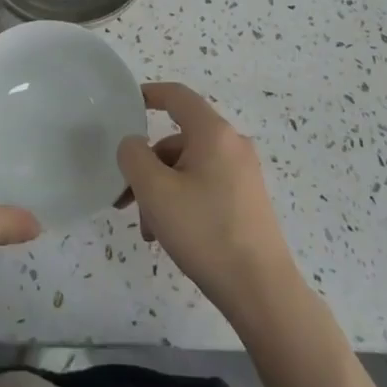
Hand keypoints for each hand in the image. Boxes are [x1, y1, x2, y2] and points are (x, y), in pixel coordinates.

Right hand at [118, 82, 303, 327]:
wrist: (261, 291)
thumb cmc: (205, 231)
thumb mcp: (155, 191)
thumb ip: (134, 156)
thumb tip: (133, 145)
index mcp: (213, 133)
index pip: (177, 96)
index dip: (150, 94)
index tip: (126, 105)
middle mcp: (232, 145)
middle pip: (178, 139)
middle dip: (148, 166)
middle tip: (125, 198)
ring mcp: (243, 174)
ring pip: (189, 167)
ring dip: (162, 190)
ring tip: (149, 230)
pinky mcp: (246, 201)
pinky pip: (204, 186)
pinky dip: (182, 201)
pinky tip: (169, 236)